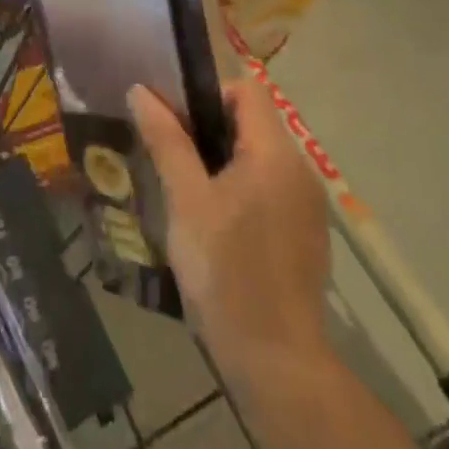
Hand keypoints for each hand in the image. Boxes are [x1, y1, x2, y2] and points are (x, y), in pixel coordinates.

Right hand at [128, 79, 331, 382]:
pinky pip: (269, 188)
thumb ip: (167, 140)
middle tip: (166, 151)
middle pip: (253, 123)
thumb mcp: (186, 199)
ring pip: (259, 158)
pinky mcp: (304, 233)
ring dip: (220, 160)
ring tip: (181, 186)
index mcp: (276, 154)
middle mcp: (300, 170)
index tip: (170, 118)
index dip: (206, 92)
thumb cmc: (225, 269)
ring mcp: (307, 205)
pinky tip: (211, 221)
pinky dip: (239, 188)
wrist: (274, 357)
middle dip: (207, 128)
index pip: (246, 91)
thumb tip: (141, 91)